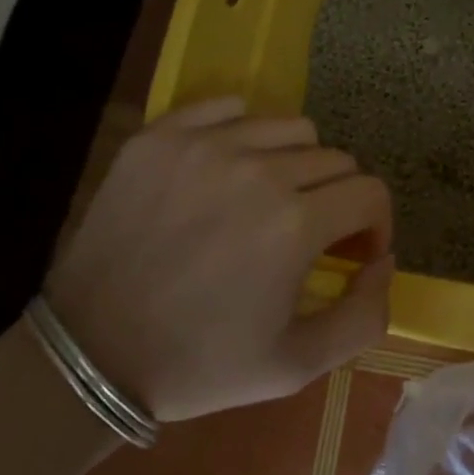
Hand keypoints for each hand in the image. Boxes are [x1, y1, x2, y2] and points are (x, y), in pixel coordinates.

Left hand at [44, 97, 392, 423]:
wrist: (89, 355)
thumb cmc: (198, 364)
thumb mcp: (296, 366)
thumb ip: (364, 315)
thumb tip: (384, 259)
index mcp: (295, 223)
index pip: (370, 192)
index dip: (374, 224)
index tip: (352, 250)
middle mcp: (258, 169)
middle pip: (334, 157)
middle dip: (336, 197)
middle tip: (308, 232)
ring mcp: (206, 144)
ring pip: (289, 126)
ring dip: (295, 161)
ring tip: (268, 197)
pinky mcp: (163, 134)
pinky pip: (229, 108)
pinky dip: (242, 132)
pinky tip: (227, 169)